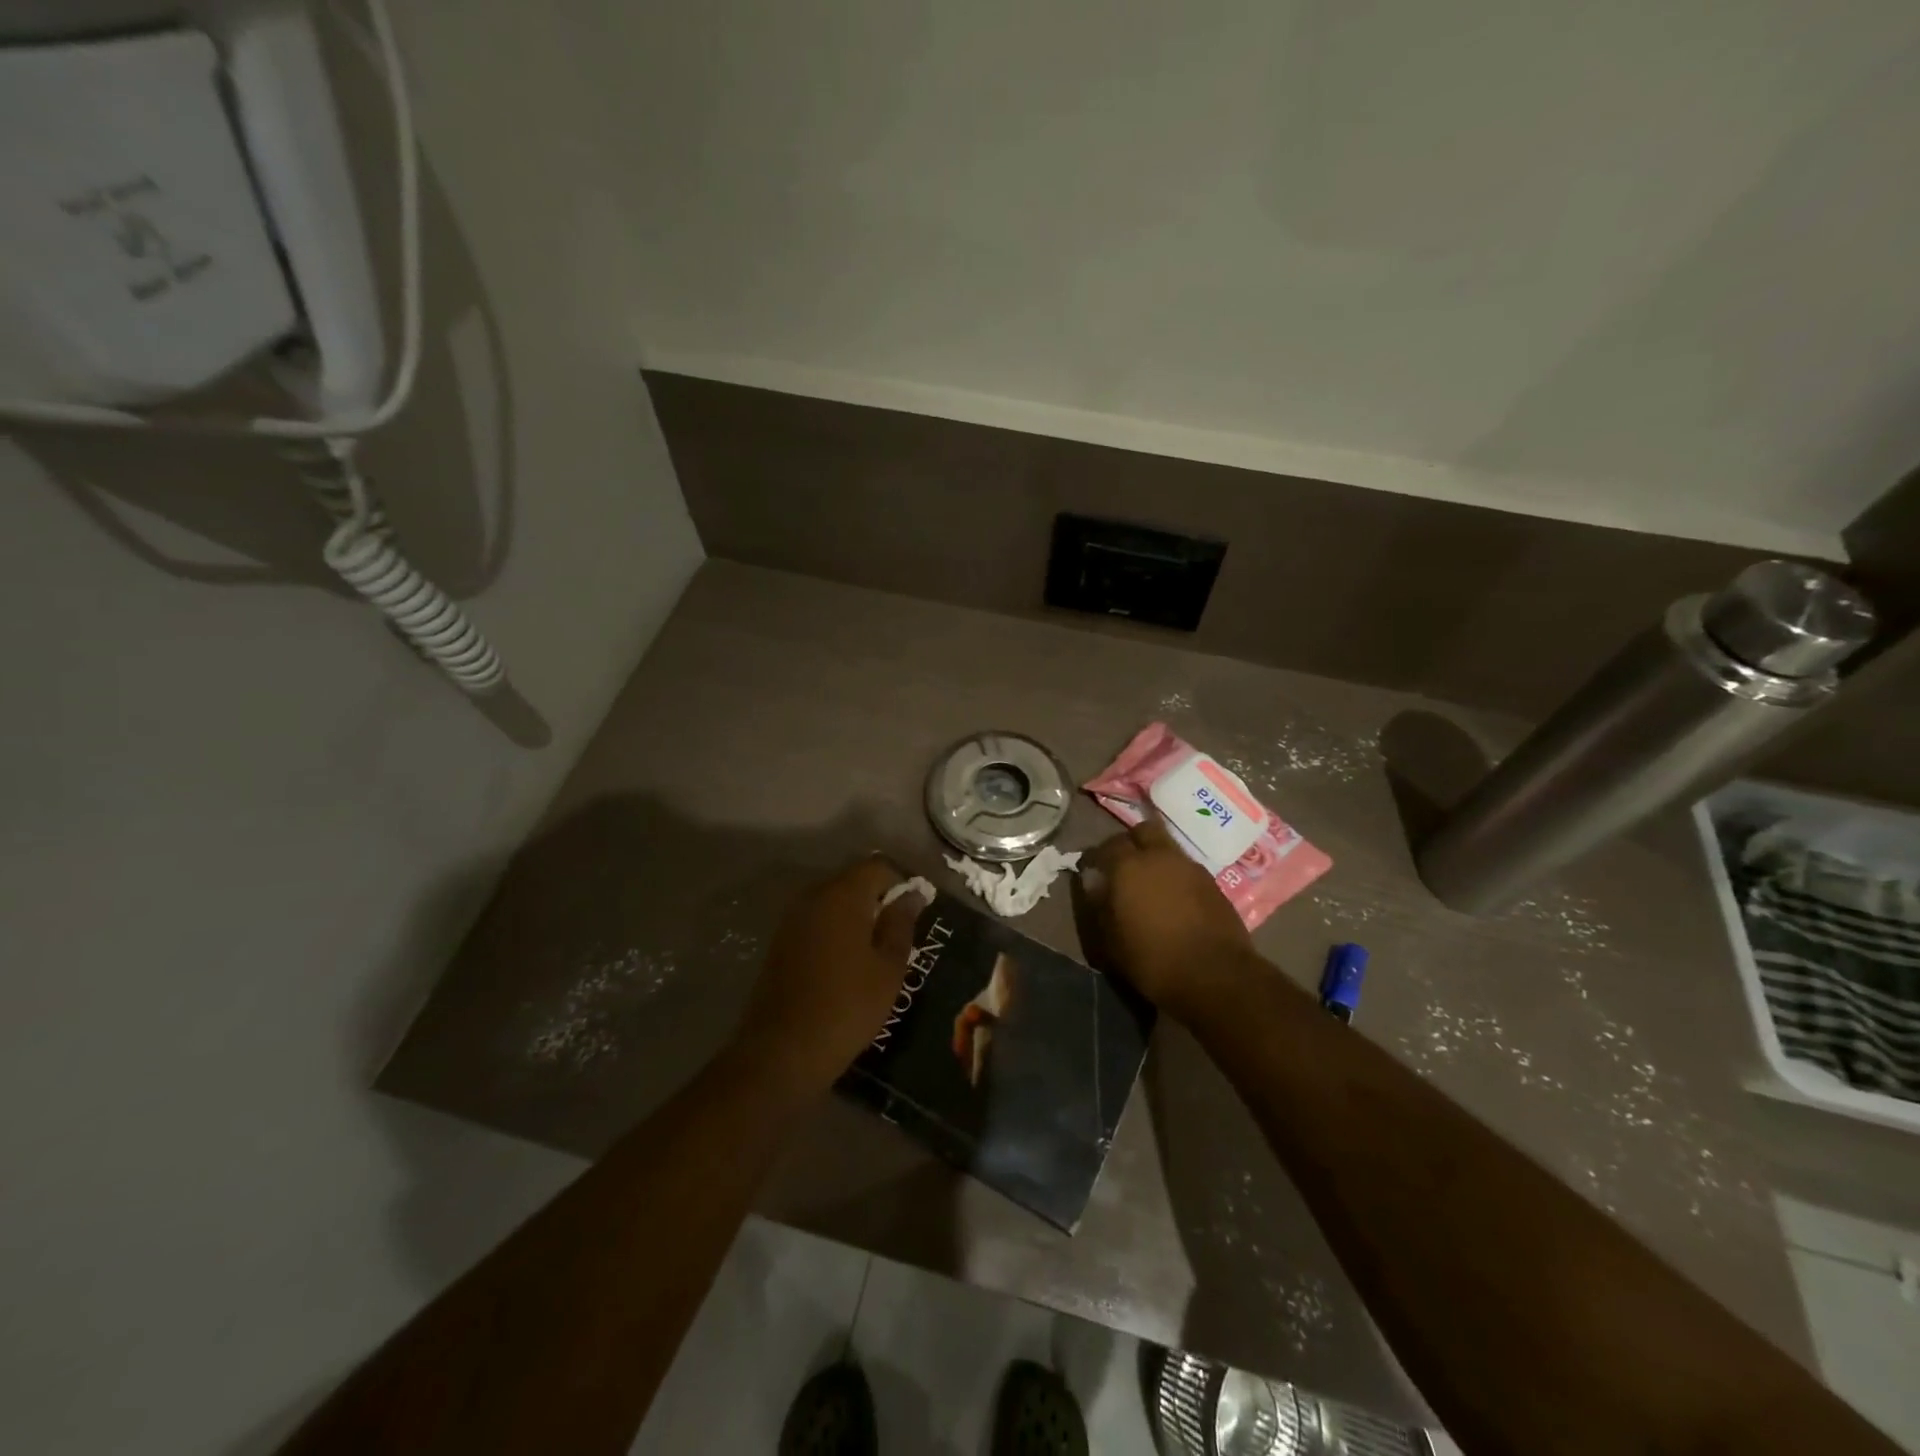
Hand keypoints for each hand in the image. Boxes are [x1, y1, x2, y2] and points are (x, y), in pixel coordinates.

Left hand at [734, 856, 927, 1091]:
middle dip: (878, 899)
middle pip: (853, 880)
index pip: (877, 866)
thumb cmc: (847, 1006)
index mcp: (843, 895)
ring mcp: (792, 918)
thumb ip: (901, 923)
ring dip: (856, 916)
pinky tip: (847, 963)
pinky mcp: (780, 940)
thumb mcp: (888, 967)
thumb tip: (912, 894)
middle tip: (899, 934)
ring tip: (875, 951)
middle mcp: (813, 896)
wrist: (782, 1050)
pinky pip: (817, 921)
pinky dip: (835, 931)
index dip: (901, 882)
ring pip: (834, 901)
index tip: (916, 911)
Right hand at [1081, 818, 1253, 1022]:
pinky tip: (1173, 897)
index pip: (1106, 846)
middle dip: (1130, 843)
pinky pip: (1186, 867)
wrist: (1216, 976)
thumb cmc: (1153, 960)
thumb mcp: (1111, 941)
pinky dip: (1175, 874)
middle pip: (1142, 831)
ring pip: (1167, 846)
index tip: (1090, 870)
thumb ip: (1099, 905)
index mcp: (1128, 867)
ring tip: (1149, 883)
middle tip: (1122, 866)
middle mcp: (1159, 856)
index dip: (1096, 857)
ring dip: (1155, 857)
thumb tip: (1093, 881)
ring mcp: (1190, 867)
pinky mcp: (1212, 882)